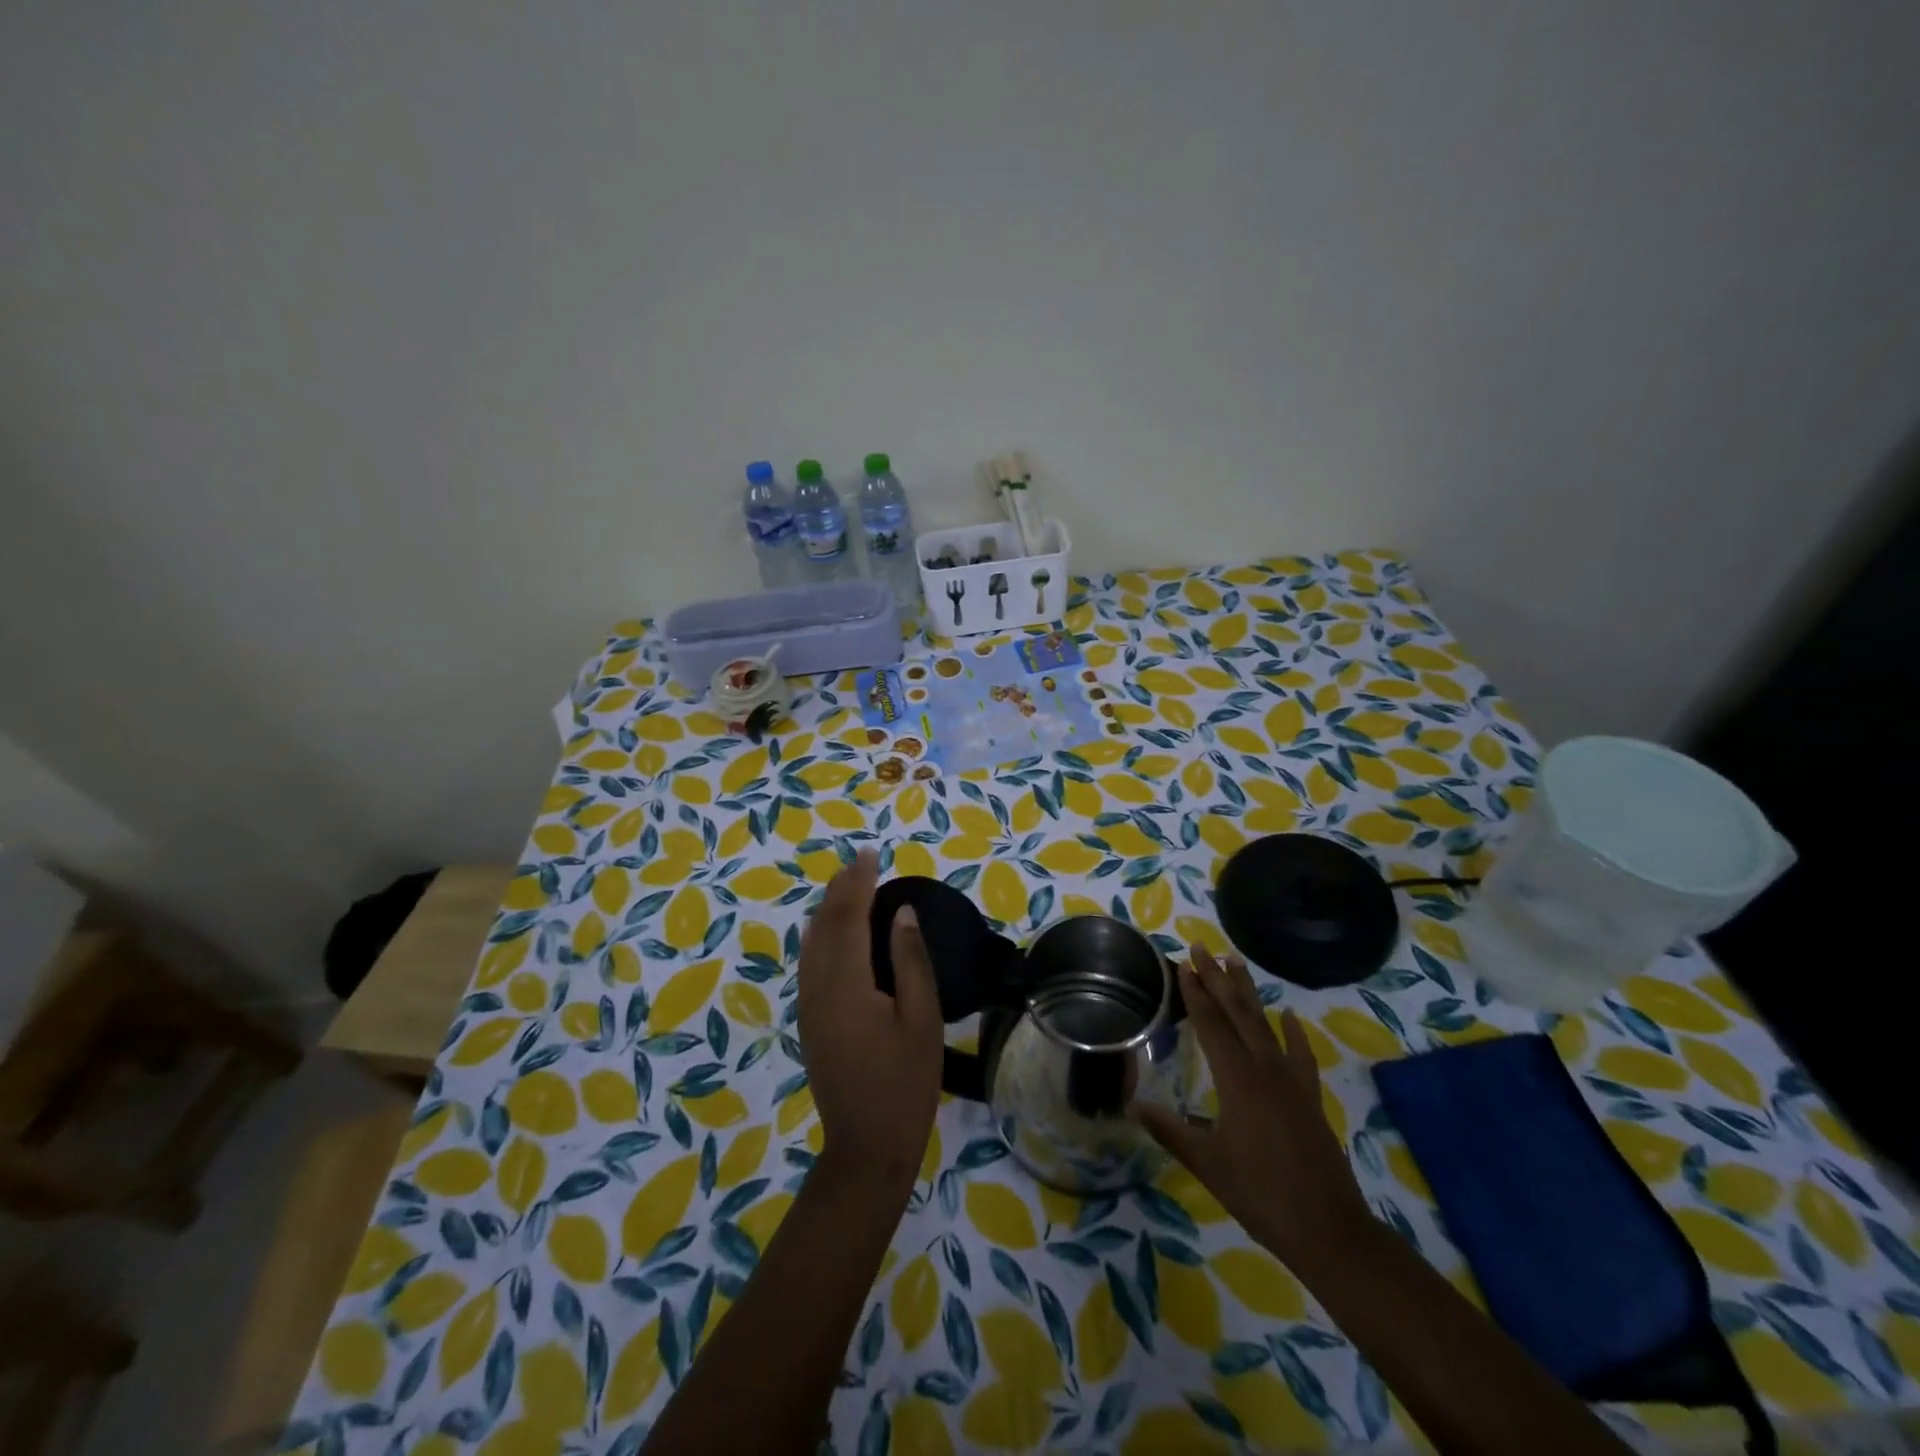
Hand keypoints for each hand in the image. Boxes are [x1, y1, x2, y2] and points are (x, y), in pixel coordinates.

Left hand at [797, 849, 943, 1191]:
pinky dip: (822, 934)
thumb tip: (901, 912)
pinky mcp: (809, 1020)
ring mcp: (808, 1005)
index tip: (871, 854)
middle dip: (840, 889)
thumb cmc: (905, 1083)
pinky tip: (834, 931)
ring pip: (811, 942)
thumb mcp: (921, 1019)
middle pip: (823, 924)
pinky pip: (809, 962)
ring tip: (848, 886)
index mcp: (846, 983)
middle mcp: (817, 987)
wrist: (866, 1146)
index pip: (848, 916)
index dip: (858, 882)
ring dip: (828, 909)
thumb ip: (910, 960)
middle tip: (861, 863)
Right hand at [1134, 946, 1369, 1265]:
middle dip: (1217, 979)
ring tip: (1236, 962)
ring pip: (1265, 1025)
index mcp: (1237, 1080)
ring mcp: (1292, 1082)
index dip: (1195, 994)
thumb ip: (1169, 1130)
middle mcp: (1265, 1069)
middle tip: (1202, 948)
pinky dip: (1294, 1033)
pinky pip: (1300, 1055)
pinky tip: (1288, 1016)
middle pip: (1238, 1013)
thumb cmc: (1260, 1195)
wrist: (1329, 1230)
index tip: (1182, 965)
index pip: (1211, 1025)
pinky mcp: (1310, 1098)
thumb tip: (1132, 1104)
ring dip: (1249, 993)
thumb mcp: (1207, 1164)